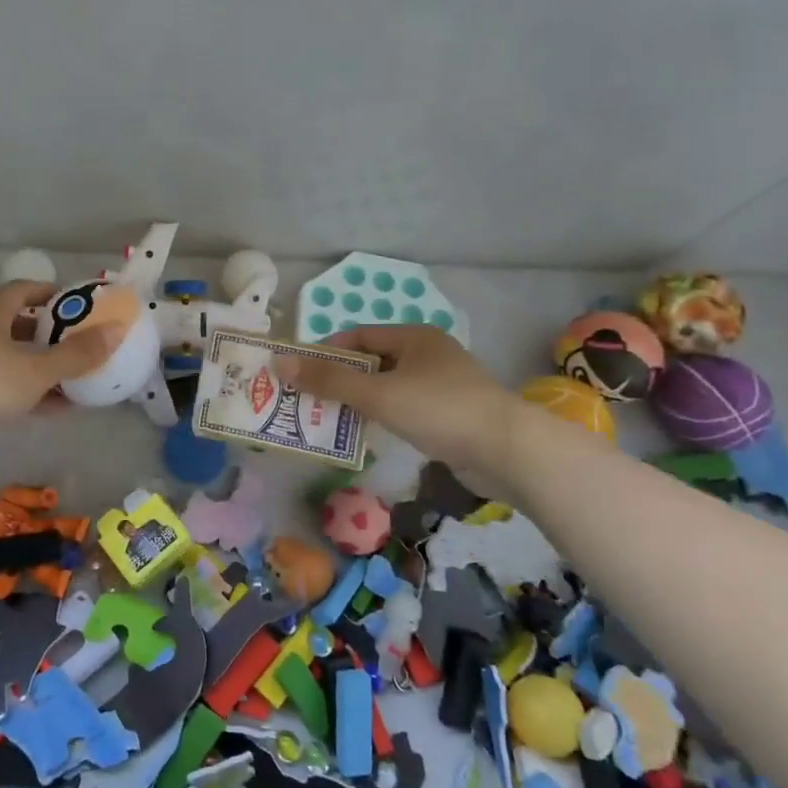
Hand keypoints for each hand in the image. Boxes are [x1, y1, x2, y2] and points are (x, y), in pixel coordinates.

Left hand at [0, 282, 120, 445]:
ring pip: (12, 357)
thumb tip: (117, 330)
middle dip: (49, 333)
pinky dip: (28, 391)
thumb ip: (77, 354)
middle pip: (18, 324)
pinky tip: (54, 407)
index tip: (77, 304)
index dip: (51, 293)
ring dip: (41, 365)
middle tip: (80, 342)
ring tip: (74, 378)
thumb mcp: (37, 369)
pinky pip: (3, 384)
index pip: (24, 290)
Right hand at [275, 325, 522, 476]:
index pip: (359, 335)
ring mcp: (444, 385)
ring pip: (389, 387)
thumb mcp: (377, 393)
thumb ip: (329, 379)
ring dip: (360, 400)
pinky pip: (406, 408)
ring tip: (330, 418)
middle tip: (309, 398)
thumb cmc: (439, 409)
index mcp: (415, 337)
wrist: (509, 452)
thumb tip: (279, 362)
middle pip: (373, 361)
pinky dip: (384, 416)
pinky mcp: (453, 414)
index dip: (327, 350)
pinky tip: (369, 433)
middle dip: (340, 378)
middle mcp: (430, 354)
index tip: (300, 371)